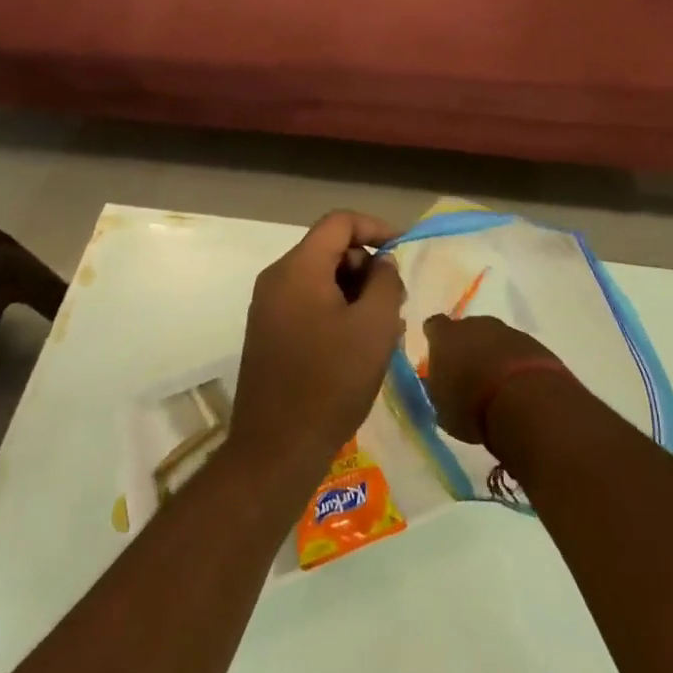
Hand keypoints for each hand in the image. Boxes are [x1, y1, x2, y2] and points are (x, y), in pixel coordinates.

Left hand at [228, 211, 404, 479]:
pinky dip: (336, 310)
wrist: (276, 449)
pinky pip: (308, 303)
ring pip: (320, 278)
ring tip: (383, 328)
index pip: (339, 222)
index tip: (403, 250)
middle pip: (329, 249)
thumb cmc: (330, 382)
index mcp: (298, 268)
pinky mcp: (268, 332)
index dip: (375, 228)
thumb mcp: (374, 327)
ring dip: (355, 292)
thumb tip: (382, 262)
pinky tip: (358, 344)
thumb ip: (385, 283)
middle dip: (366, 266)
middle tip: (395, 301)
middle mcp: (277, 278)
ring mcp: (268, 306)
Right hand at [421, 314, 563, 444]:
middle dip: (468, 348)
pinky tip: (519, 389)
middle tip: (470, 376)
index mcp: (445, 336)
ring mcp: (507, 331)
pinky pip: (518, 352)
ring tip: (497, 388)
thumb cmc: (471, 406)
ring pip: (495, 340)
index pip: (434, 327)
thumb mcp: (442, 408)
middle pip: (467, 330)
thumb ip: (440, 389)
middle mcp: (474, 325)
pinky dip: (516, 365)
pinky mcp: (533, 343)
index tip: (439, 356)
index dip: (436, 340)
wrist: (525, 401)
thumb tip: (442, 384)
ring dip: (494, 357)